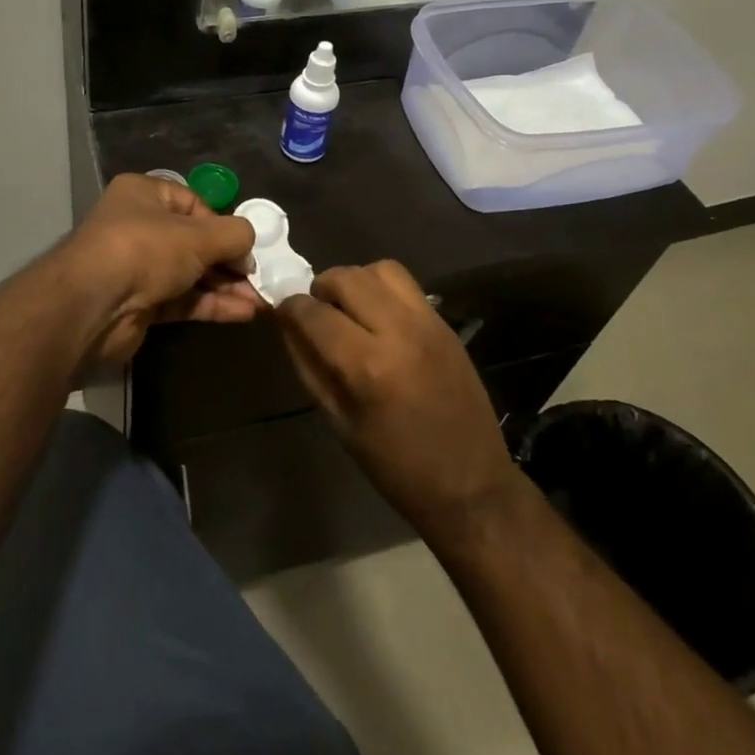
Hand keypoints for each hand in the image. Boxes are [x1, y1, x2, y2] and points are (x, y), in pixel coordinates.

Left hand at [64, 174, 261, 364]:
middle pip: (194, 242)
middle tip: (258, 279)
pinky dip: (211, 305)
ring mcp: (137, 268)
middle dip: (229, 262)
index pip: (194, 204)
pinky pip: (183, 299)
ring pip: (191, 274)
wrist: (92, 307)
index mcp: (144, 195)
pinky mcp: (140, 303)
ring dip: (225, 287)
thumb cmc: (145, 250)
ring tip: (260, 301)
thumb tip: (249, 247)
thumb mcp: (199, 235)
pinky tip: (243, 313)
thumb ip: (234, 235)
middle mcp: (138, 227)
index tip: (244, 247)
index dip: (222, 225)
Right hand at [277, 261, 520, 544]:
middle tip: (318, 314)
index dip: (289, 308)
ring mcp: (428, 322)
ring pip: (380, 270)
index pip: (313, 312)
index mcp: (368, 366)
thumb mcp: (339, 423)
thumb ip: (308, 366)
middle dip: (320, 289)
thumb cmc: (396, 466)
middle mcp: (399, 332)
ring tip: (350, 310)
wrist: (472, 484)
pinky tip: (379, 318)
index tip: (283, 314)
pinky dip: (383, 289)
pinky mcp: (446, 323)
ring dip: (355, 282)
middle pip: (346, 278)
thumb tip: (286, 324)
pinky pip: (407, 285)